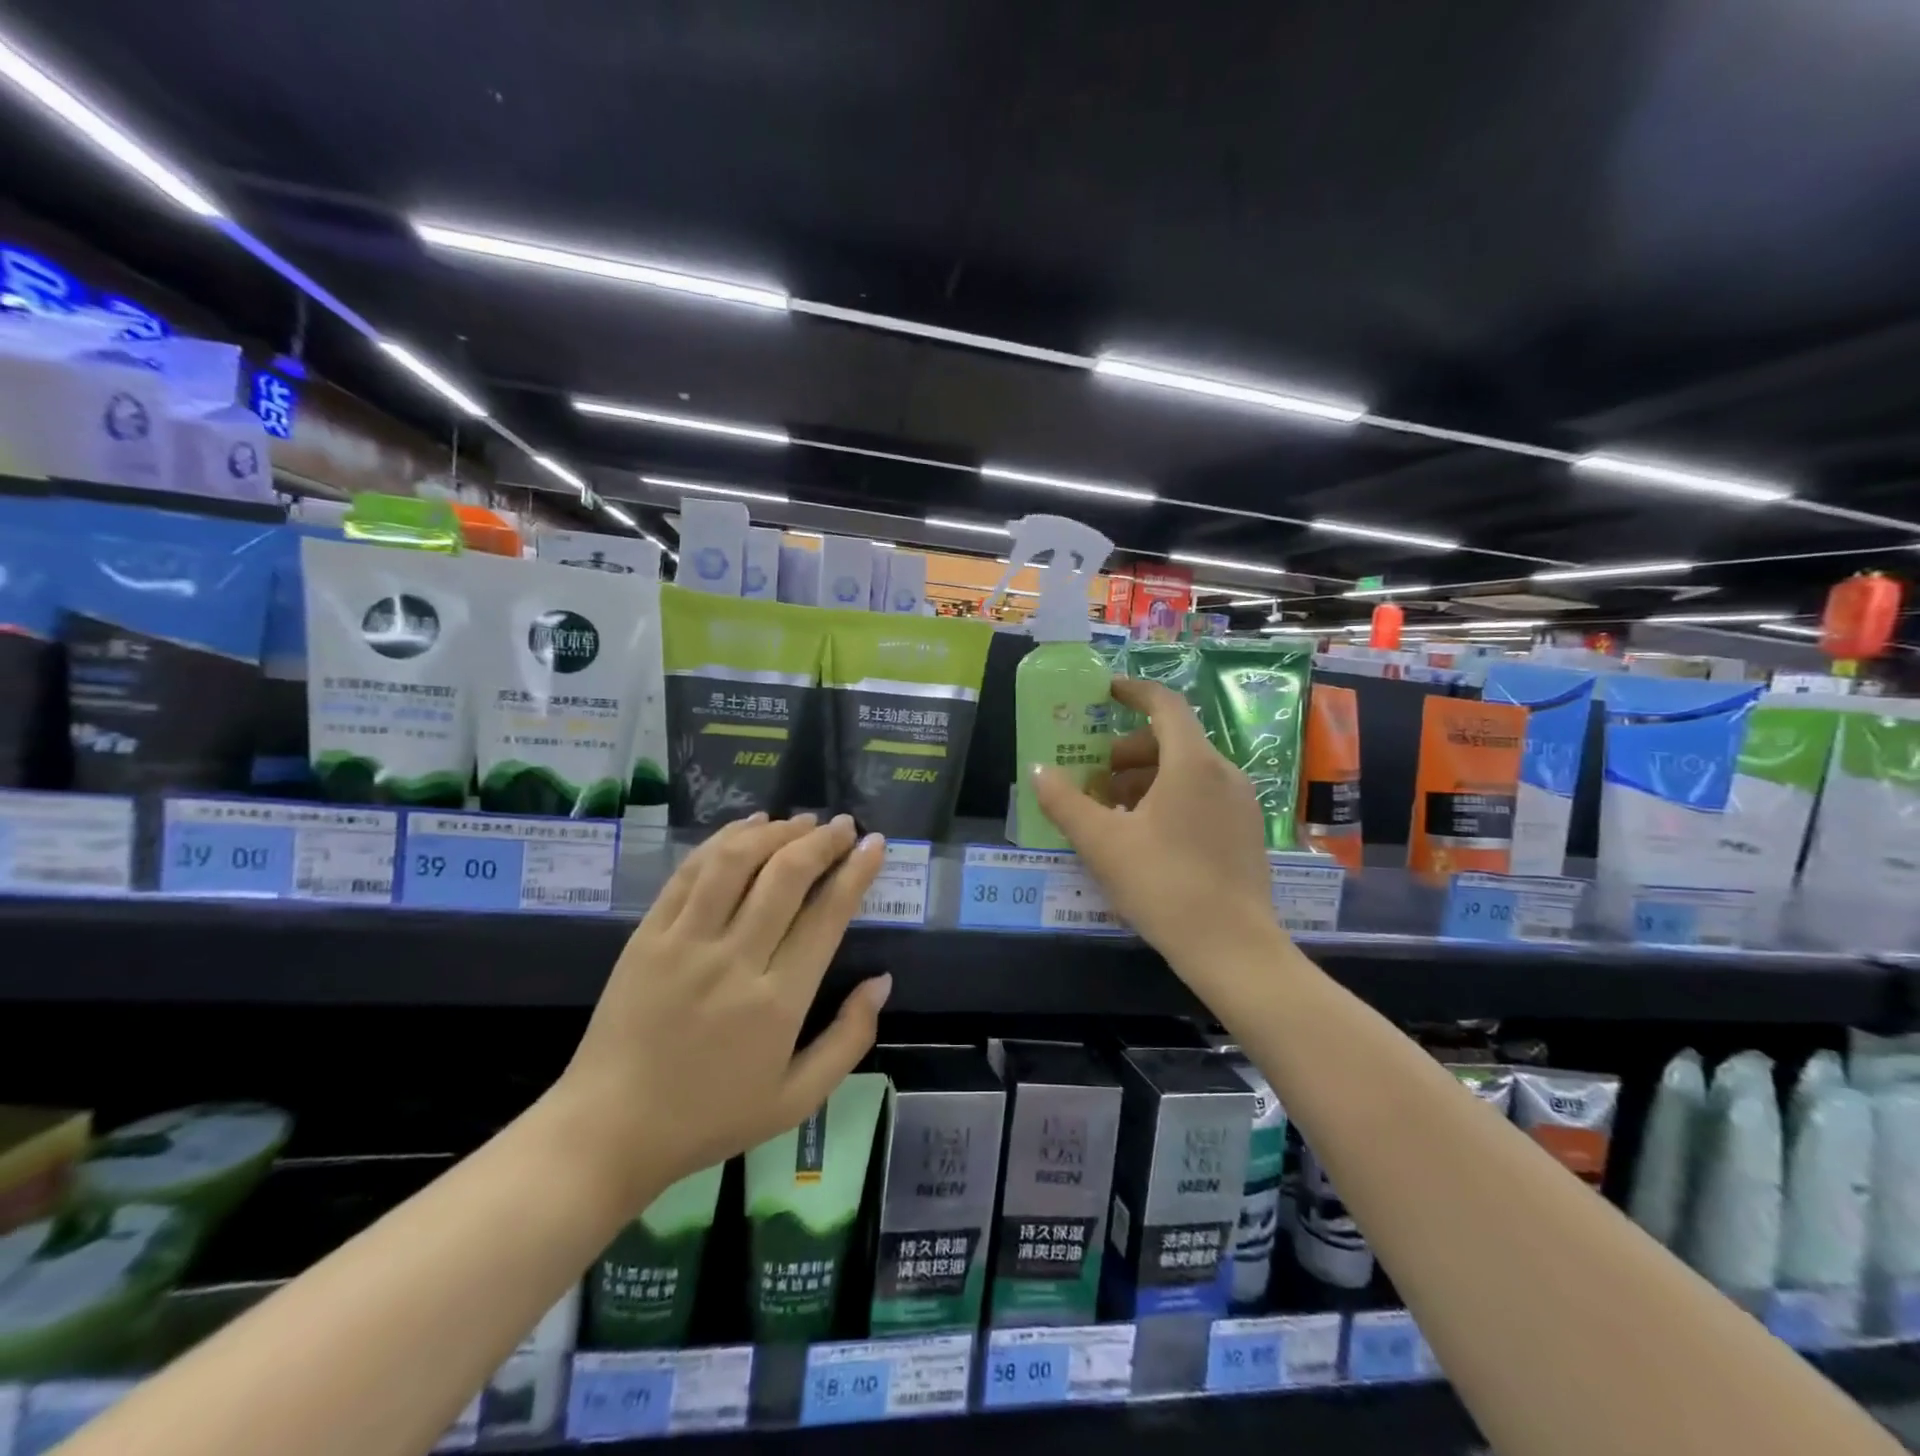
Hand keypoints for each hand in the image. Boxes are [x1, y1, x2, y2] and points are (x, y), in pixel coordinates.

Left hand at [553, 813, 889, 1208]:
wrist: (609, 1131)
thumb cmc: (711, 1118)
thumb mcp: (796, 1099)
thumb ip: (848, 1039)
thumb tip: (882, 981)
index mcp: (776, 1003)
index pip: (826, 916)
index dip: (855, 872)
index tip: (873, 844)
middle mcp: (733, 961)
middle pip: (785, 877)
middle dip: (821, 841)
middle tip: (842, 825)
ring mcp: (684, 943)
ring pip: (735, 862)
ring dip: (775, 832)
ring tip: (802, 821)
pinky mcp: (647, 936)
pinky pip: (690, 872)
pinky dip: (724, 840)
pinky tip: (748, 827)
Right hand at [1033, 676, 1276, 980]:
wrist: (1233, 949)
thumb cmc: (1163, 884)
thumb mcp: (1102, 843)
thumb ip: (1065, 802)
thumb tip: (1038, 771)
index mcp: (1192, 763)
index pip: (1164, 705)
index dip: (1133, 692)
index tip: (1105, 692)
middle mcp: (1224, 772)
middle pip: (1172, 740)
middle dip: (1128, 751)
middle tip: (1094, 777)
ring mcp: (1242, 803)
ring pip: (1187, 771)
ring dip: (1146, 778)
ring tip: (1113, 811)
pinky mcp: (1247, 832)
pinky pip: (1203, 795)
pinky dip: (1170, 798)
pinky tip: (1146, 836)